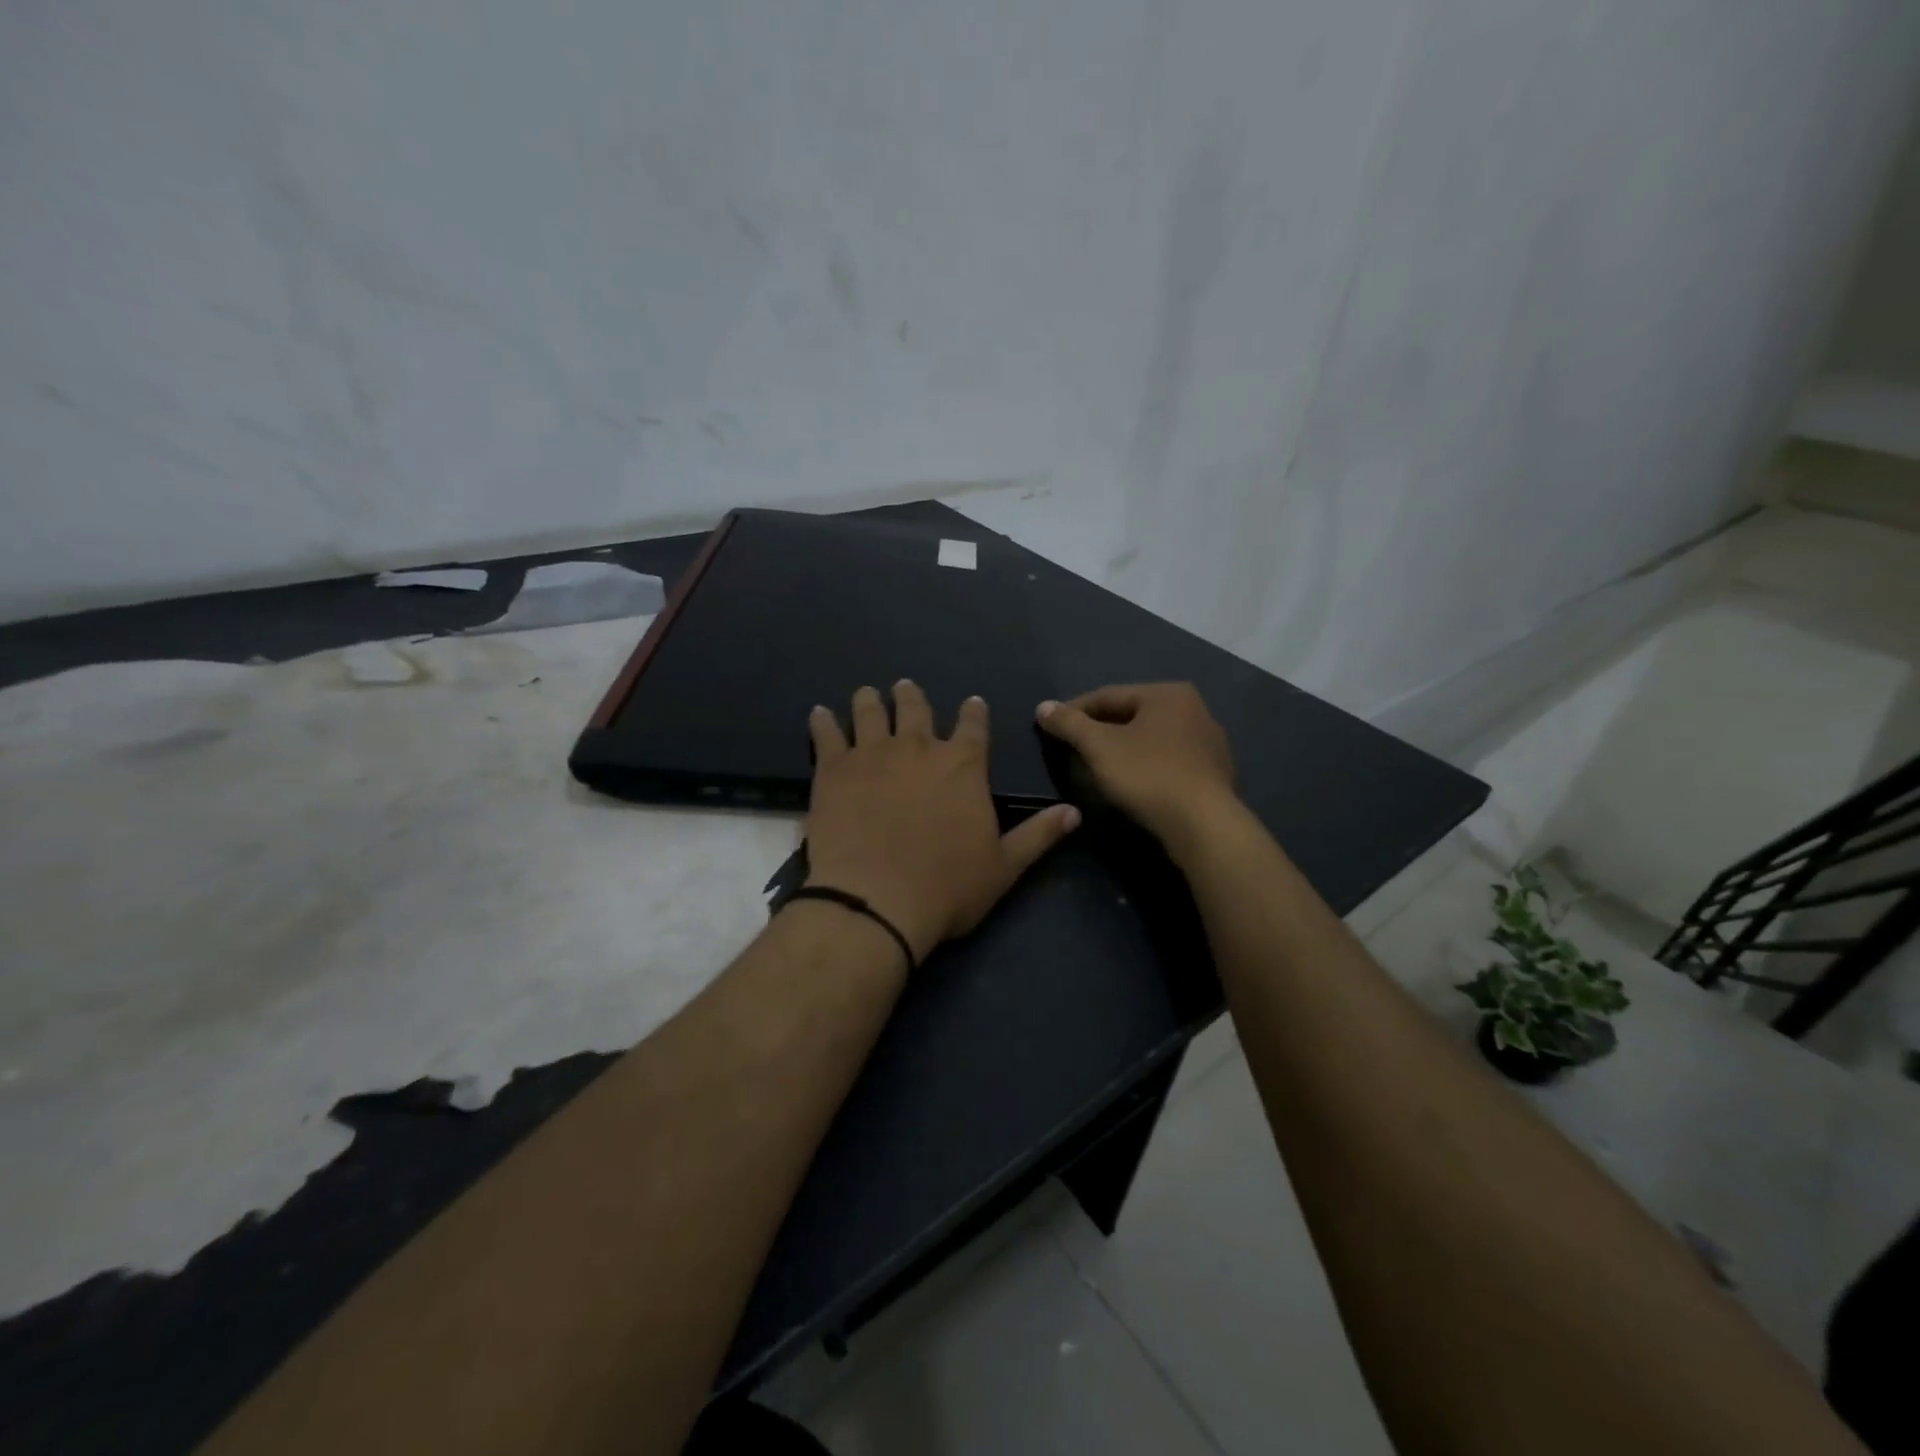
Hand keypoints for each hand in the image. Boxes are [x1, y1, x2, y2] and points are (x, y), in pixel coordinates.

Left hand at [803, 682, 1081, 965]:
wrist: (878, 900)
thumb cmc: (947, 886)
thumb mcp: (1004, 867)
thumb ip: (1038, 835)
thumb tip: (1074, 812)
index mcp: (962, 765)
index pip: (973, 726)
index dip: (973, 712)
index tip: (971, 703)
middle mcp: (918, 747)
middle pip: (915, 708)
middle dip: (912, 696)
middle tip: (906, 688)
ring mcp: (872, 754)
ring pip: (870, 712)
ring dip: (870, 700)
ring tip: (868, 693)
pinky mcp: (834, 769)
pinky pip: (826, 734)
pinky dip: (823, 722)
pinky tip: (819, 713)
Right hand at [1036, 684, 1236, 844]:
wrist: (1203, 825)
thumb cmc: (1148, 775)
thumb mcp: (1099, 747)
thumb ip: (1069, 724)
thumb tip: (1043, 706)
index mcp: (1168, 693)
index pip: (1109, 696)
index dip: (1075, 711)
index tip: (1050, 727)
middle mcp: (1195, 709)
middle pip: (1132, 716)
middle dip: (1100, 730)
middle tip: (1072, 748)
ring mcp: (1209, 743)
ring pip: (1152, 740)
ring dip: (1123, 750)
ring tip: (1098, 768)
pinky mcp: (1215, 774)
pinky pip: (1169, 762)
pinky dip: (1146, 767)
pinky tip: (1133, 784)